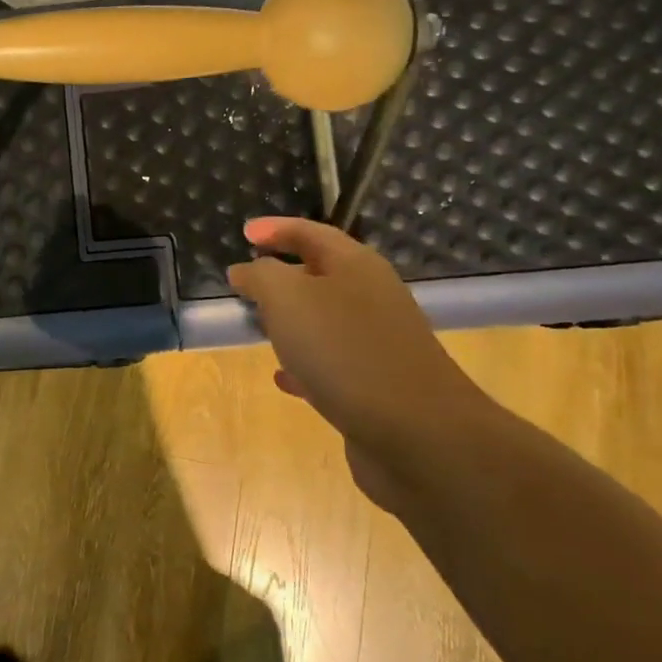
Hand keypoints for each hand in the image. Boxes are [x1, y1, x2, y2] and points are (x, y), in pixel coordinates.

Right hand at [227, 217, 500, 508]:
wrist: (417, 433)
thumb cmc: (345, 351)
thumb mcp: (287, 298)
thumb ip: (261, 276)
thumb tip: (245, 270)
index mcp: (355, 265)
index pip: (311, 232)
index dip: (276, 228)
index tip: (244, 233)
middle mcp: (372, 296)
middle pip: (321, 273)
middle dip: (282, 275)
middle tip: (246, 282)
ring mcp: (379, 342)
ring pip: (325, 320)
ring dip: (291, 321)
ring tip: (258, 328)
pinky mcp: (379, 384)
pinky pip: (332, 363)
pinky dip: (305, 364)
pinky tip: (283, 380)